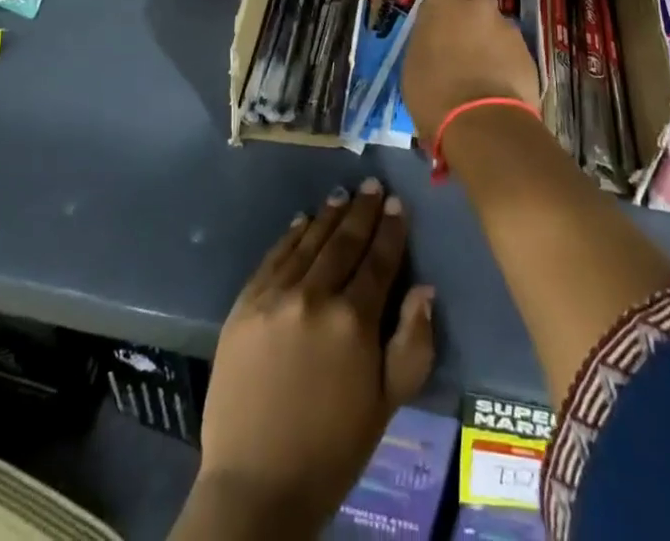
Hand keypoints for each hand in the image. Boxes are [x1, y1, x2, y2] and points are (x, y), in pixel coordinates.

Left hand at [179, 178, 434, 539]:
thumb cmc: (332, 449)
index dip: (390, 230)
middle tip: (372, 185)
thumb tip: (424, 288)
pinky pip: (274, 257)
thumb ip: (412, 343)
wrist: (256, 484)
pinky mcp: (245, 303)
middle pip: (344, 242)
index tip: (397, 203)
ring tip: (342, 195)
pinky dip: (291, 235)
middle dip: (362, 211)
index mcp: (354, 321)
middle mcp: (315, 296)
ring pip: (309, 242)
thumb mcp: (387, 405)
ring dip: (329, 216)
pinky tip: (302, 221)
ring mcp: (276, 296)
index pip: (378, 261)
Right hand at [403, 0, 541, 140]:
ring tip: (482, 77)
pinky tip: (499, 89)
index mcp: (440, 5)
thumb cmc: (434, 94)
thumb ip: (427, 47)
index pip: (437, 3)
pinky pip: (512, 54)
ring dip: (490, 45)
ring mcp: (506, 27)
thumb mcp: (413, 67)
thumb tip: (436, 50)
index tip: (435, 42)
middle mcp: (476, 6)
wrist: (482, 121)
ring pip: (496, 30)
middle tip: (462, 53)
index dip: (437, 23)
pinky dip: (506, 65)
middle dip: (470, 24)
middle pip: (473, 7)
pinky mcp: (528, 52)